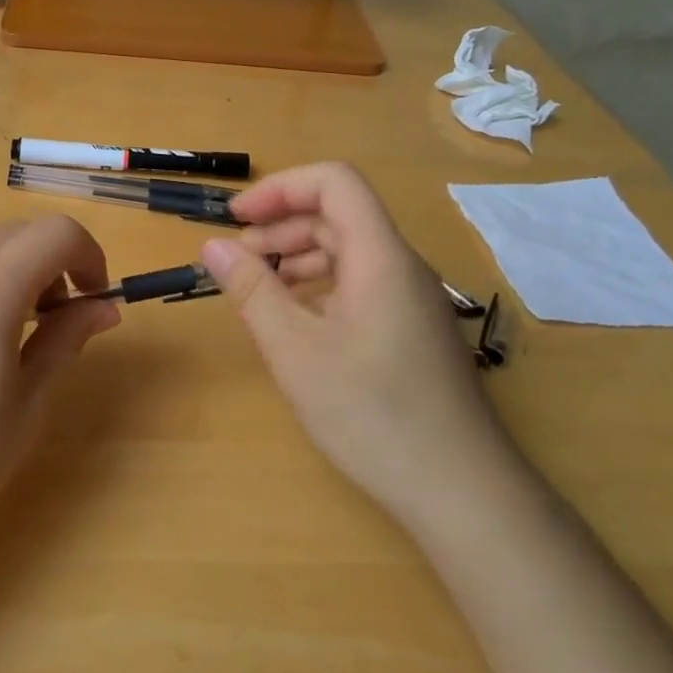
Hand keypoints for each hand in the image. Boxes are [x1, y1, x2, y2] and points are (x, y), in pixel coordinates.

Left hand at [0, 217, 120, 558]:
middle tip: (57, 319)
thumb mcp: (27, 403)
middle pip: (15, 233)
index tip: (93, 300)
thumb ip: (66, 340)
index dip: (89, 256)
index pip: (56, 233)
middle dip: (51, 262)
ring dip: (8, 271)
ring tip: (9, 332)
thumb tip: (102, 308)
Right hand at [199, 162, 514, 522]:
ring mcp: (412, 299)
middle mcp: (402, 266)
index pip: (335, 182)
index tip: (236, 219)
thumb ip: (252, 291)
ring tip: (258, 288)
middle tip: (236, 261)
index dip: (280, 188)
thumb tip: (213, 245)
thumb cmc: (372, 414)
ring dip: (298, 256)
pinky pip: (362, 283)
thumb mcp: (295, 351)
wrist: (460, 490)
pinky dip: (320, 285)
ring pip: (349, 250)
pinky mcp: (412, 329)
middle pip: (339, 215)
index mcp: (380, 257)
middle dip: (281, 225)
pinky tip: (296, 320)